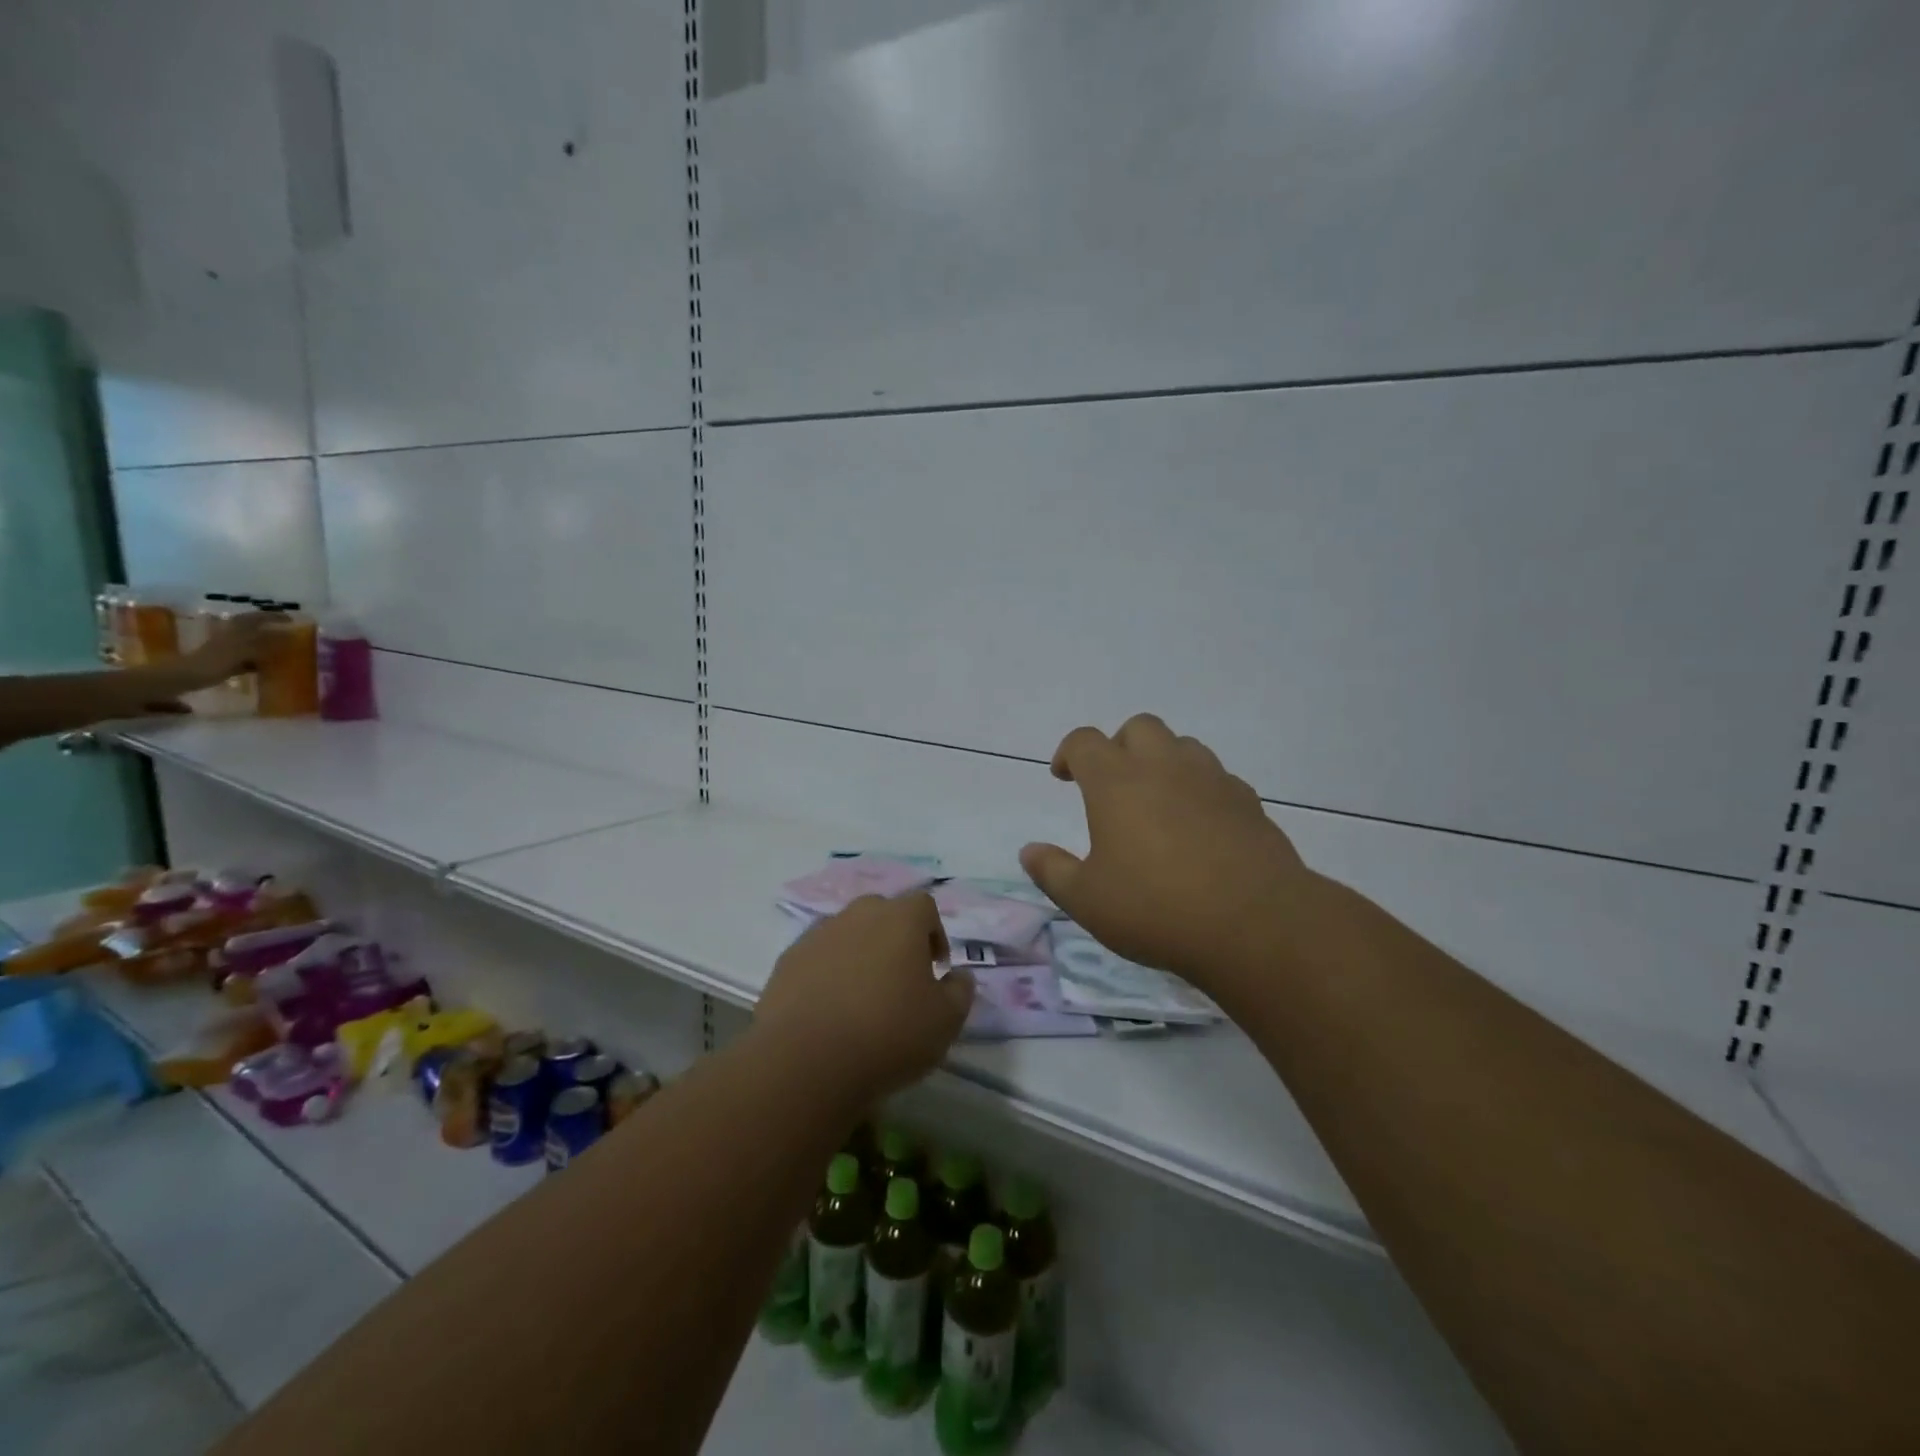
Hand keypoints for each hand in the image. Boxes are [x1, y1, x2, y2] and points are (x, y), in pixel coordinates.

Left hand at [176, 612, 277, 688]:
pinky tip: (267, 664)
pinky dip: (259, 656)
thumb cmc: (215, 661)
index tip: (291, 620)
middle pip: (252, 627)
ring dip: (264, 640)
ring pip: (250, 640)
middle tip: (286, 629)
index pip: (256, 618)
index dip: (273, 617)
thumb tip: (286, 635)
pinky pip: (247, 656)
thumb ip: (264, 643)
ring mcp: (228, 648)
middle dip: (268, 626)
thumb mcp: (242, 650)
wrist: (187, 676)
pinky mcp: (226, 661)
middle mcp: (231, 636)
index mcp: (235, 631)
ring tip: (281, 645)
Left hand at [753, 892, 973, 1106]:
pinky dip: (827, 974)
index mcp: (900, 918)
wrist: (807, 1060)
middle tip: (900, 980)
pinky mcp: (787, 961)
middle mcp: (858, 914)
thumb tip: (958, 976)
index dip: (934, 933)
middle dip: (895, 939)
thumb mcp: (945, 1021)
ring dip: (860, 955)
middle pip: (883, 914)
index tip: (935, 968)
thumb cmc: (889, 1034)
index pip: (924, 906)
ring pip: (847, 934)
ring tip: (862, 999)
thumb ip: (960, 991)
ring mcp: (818, 935)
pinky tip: (829, 1010)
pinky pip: (817, 958)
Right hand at [1020, 713, 1313, 995]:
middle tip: (1112, 785)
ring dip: (1162, 762)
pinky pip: (1217, 778)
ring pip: (1182, 746)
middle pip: (1138, 727)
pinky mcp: (1248, 801)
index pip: (1085, 742)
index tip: (1063, 777)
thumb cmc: (1156, 908)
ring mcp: (1211, 780)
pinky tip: (1199, 826)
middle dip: (1119, 746)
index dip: (1069, 753)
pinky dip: (1199, 789)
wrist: (1255, 924)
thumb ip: (1053, 871)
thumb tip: (1029, 851)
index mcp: (1117, 782)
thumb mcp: (1087, 901)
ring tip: (1156, 803)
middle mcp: (1164, 767)